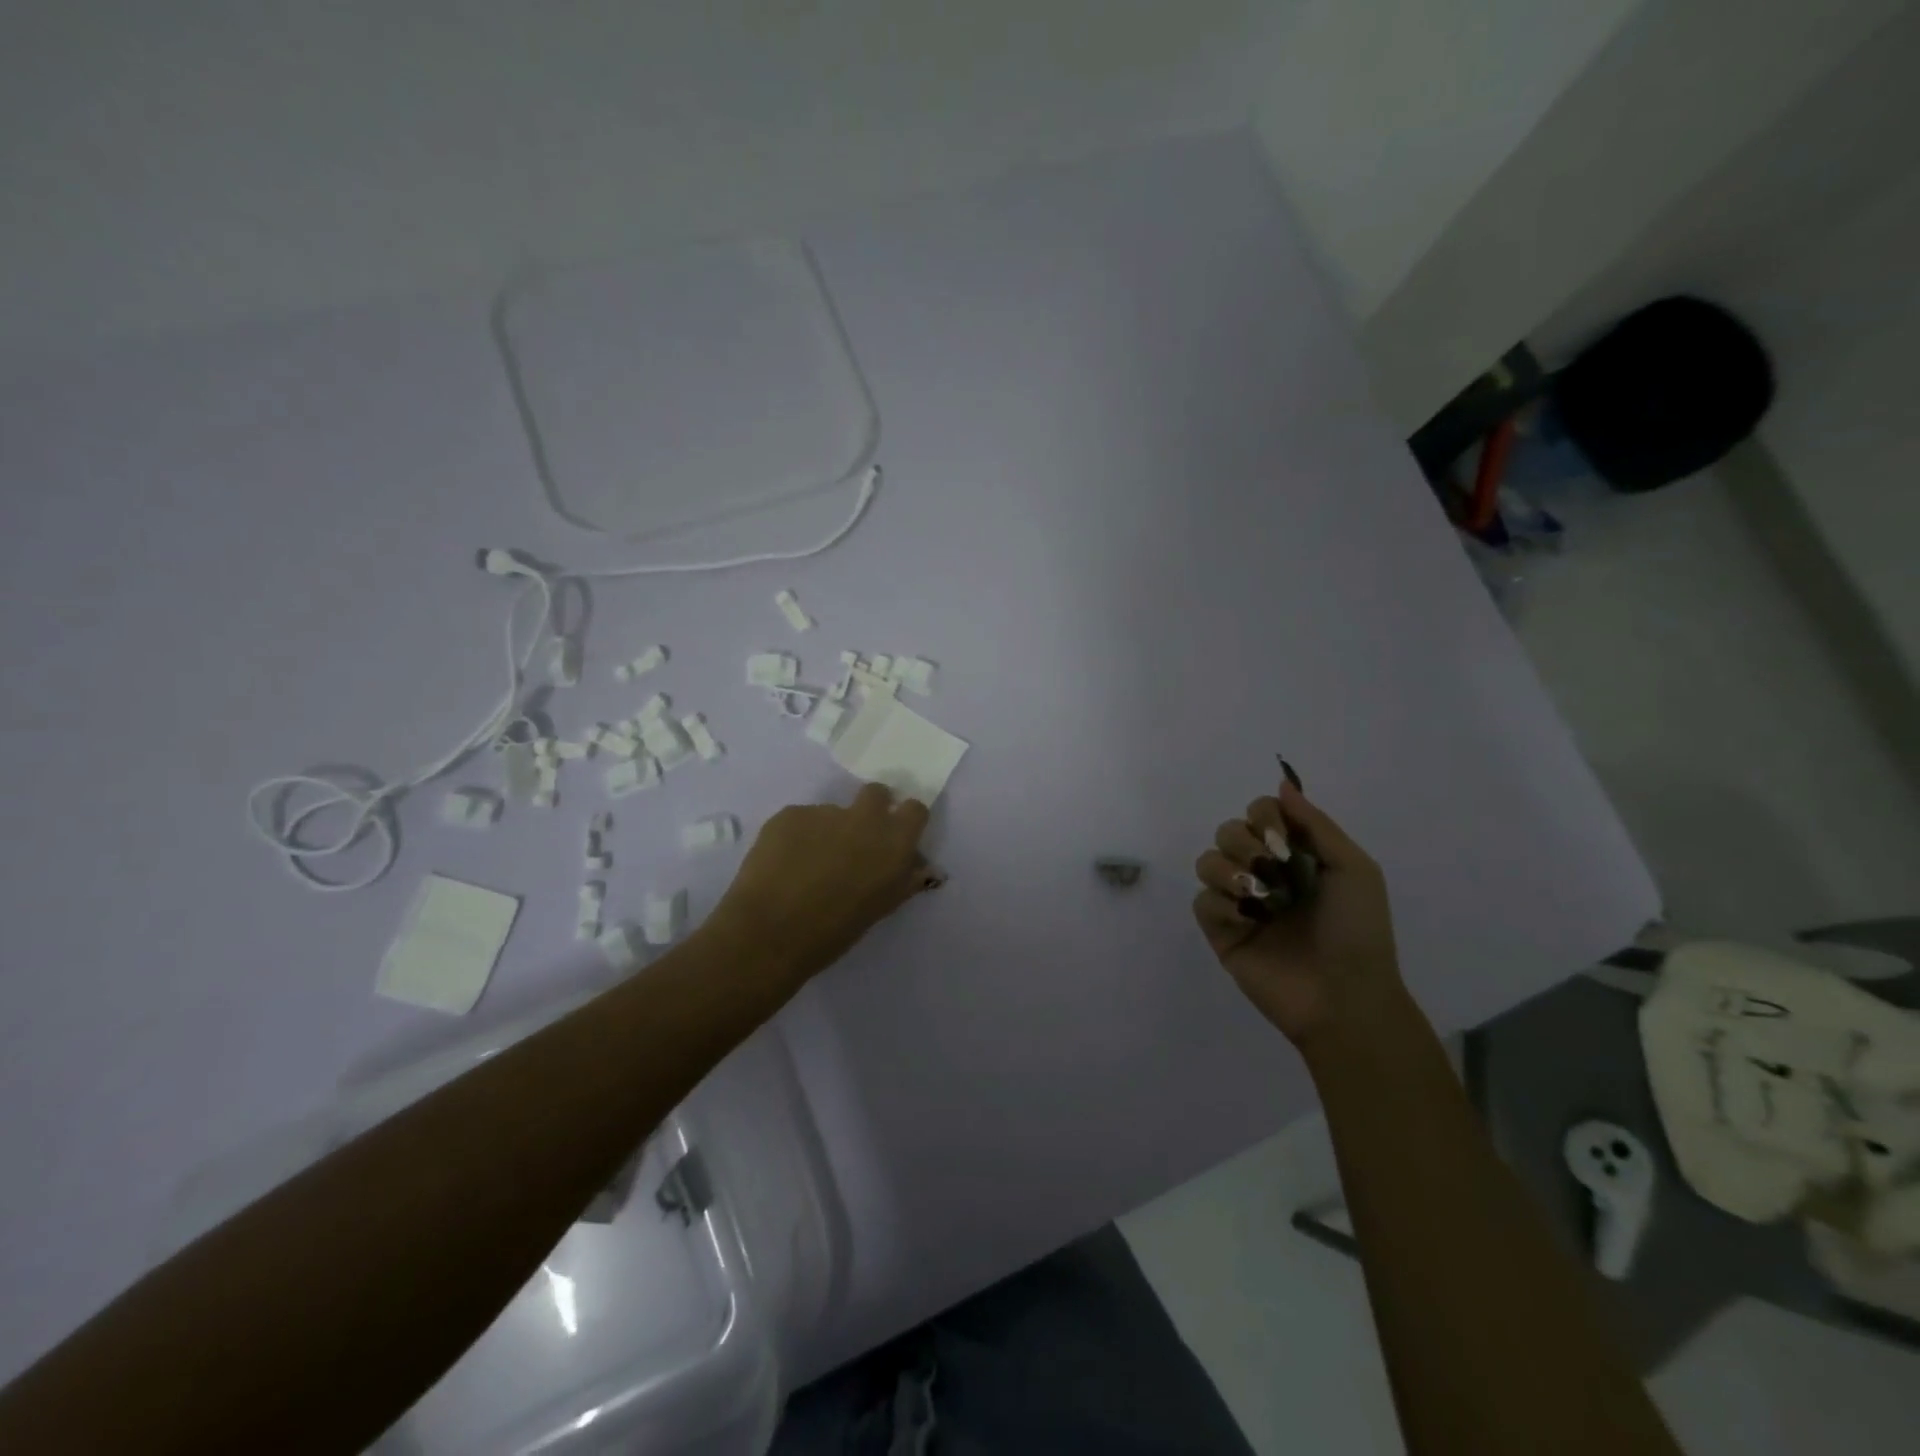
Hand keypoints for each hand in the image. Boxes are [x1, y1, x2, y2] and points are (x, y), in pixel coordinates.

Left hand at [706, 782, 938, 989]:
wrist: (769, 932)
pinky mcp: (790, 814)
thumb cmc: (834, 931)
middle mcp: (864, 818)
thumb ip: (903, 880)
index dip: (905, 820)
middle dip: (870, 809)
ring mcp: (824, 812)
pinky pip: (800, 820)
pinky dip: (797, 837)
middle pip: (876, 793)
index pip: (915, 809)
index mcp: (894, 842)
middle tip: (855, 840)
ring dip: (827, 831)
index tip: (895, 837)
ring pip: (832, 812)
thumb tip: (917, 866)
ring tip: (806, 865)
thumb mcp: (880, 908)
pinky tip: (782, 865)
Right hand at [1192, 780, 1402, 1046]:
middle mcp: (1264, 874)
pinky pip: (1202, 901)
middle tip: (1270, 870)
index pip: (1259, 813)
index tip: (1280, 839)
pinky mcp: (1221, 932)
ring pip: (1206, 861)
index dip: (1263, 817)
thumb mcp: (1355, 869)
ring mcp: (1240, 903)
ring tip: (1257, 897)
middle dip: (1243, 844)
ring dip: (1228, 871)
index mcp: (1296, 856)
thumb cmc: (1358, 932)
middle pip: (1227, 831)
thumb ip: (1316, 824)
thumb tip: (1282, 784)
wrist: (1346, 997)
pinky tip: (1247, 921)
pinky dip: (1222, 904)